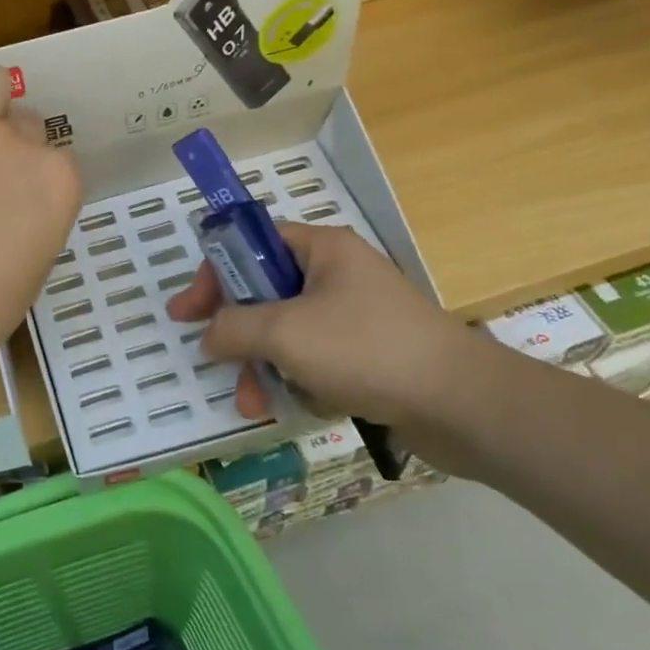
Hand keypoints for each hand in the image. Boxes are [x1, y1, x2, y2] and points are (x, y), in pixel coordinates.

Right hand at [166, 221, 487, 437]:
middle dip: (239, 335)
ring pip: (286, 335)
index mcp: (322, 250)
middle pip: (265, 294)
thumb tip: (209, 337)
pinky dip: (300, 382)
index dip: (215, 273)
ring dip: (263, 368)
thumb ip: (233, 328)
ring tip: (256, 405)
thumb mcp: (284, 332)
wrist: (462, 405)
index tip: (187, 312)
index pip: (252, 243)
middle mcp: (337, 275)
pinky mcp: (368, 356)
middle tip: (216, 362)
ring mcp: (354, 317)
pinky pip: (314, 360)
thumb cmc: (366, 349)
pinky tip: (306, 404)